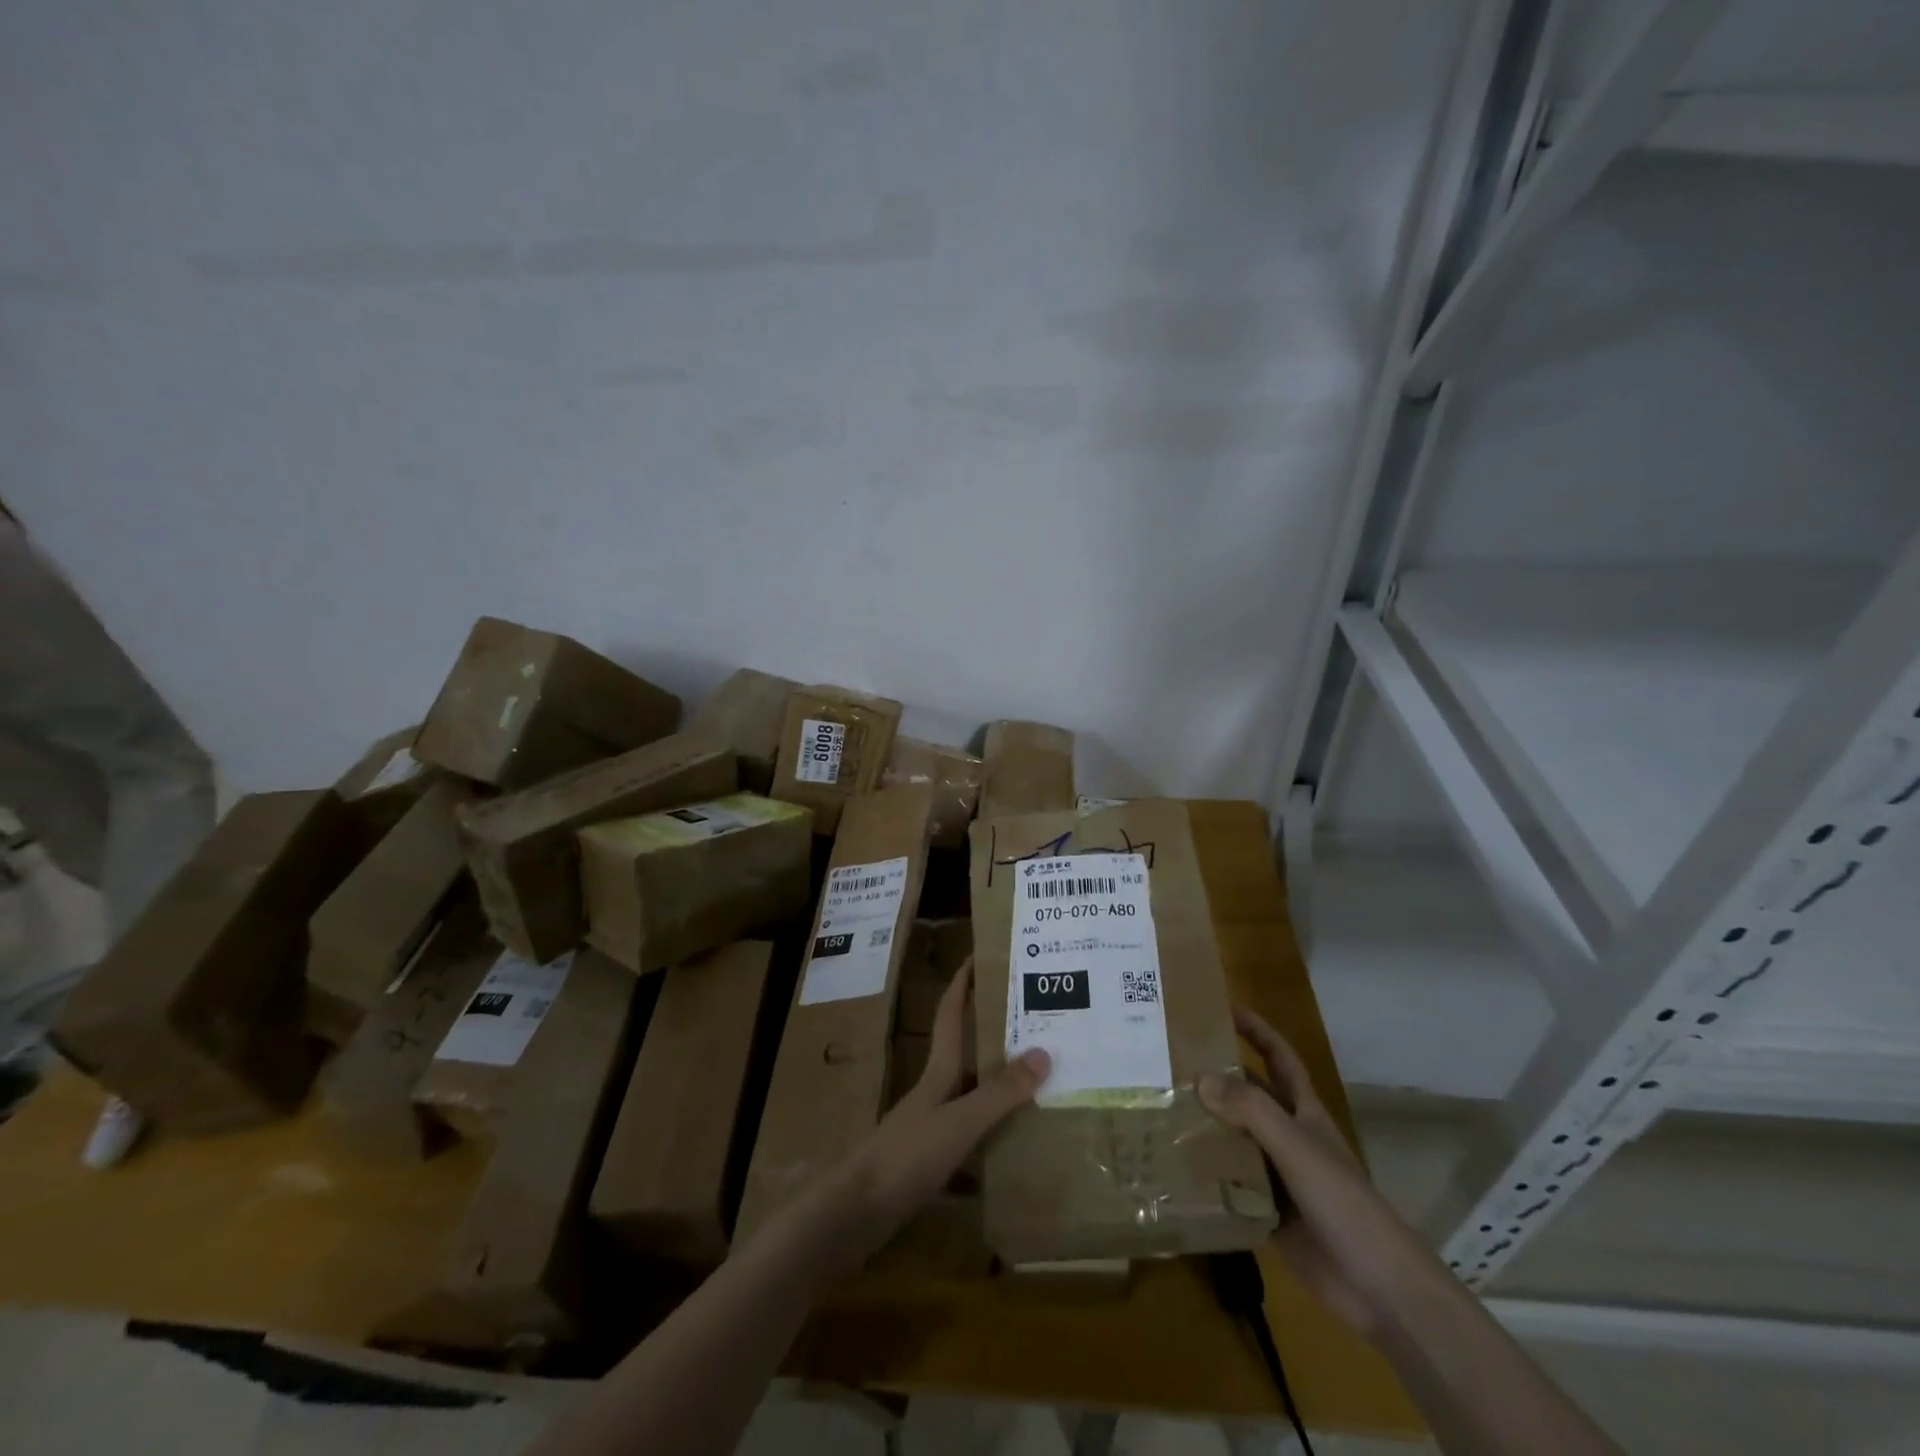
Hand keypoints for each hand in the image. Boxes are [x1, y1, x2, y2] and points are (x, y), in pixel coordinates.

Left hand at [826, 958, 1048, 1262]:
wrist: (857, 1214)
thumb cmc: (907, 1156)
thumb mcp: (959, 1121)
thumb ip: (1000, 1092)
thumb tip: (1044, 1052)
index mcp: (938, 1071)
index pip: (951, 1013)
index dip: (963, 982)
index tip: (981, 954)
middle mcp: (935, 1091)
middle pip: (965, 1050)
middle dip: (993, 1030)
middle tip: (1034, 1018)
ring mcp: (930, 1126)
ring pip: (971, 1093)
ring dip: (999, 1083)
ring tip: (1039, 1077)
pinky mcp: (931, 1160)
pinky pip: (972, 1135)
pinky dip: (994, 1133)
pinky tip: (1018, 1144)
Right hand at [1198, 1006, 1439, 1336]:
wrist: (1378, 1288)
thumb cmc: (1343, 1203)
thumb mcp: (1297, 1147)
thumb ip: (1251, 1110)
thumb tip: (1200, 1078)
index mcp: (1304, 1113)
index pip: (1279, 1058)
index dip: (1257, 1030)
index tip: (1224, 1007)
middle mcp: (1289, 1138)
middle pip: (1250, 1097)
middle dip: (1217, 1078)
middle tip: (1170, 1062)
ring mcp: (1278, 1177)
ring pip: (1235, 1140)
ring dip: (1205, 1127)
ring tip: (1160, 1110)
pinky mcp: (1267, 1213)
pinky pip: (1230, 1186)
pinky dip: (1206, 1176)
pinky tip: (1173, 1168)